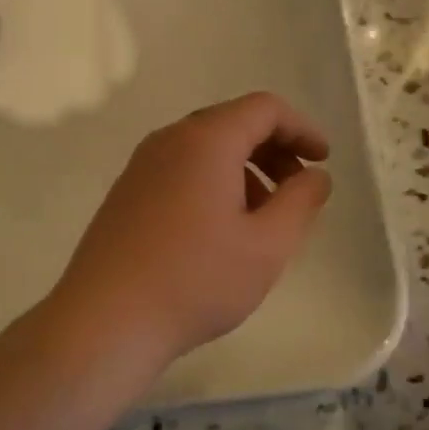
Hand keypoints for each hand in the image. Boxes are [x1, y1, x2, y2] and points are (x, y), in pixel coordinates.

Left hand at [49, 92, 332, 370]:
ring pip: (205, 150)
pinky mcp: (126, 193)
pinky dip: (212, 184)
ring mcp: (140, 166)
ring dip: (244, 170)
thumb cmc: (196, 280)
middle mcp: (169, 140)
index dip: (301, 128)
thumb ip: (301, 201)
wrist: (106, 320)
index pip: (264, 108)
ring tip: (262, 219)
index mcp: (205, 140)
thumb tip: (315, 175)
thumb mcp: (267, 245)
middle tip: (297, 190)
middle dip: (273, 150)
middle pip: (232, 124)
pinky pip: (180, 171)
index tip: (322, 161)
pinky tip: (220, 231)